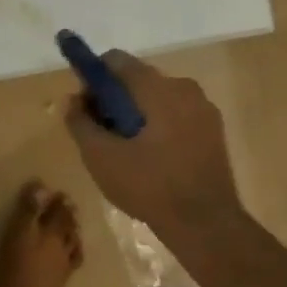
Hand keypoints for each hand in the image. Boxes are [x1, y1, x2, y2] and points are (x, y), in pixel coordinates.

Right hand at [62, 51, 242, 236]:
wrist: (206, 225)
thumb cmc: (150, 186)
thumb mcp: (101, 157)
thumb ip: (80, 122)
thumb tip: (72, 100)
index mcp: (156, 87)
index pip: (115, 61)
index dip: (93, 78)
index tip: (86, 107)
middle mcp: (183, 86)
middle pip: (137, 79)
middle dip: (114, 99)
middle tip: (102, 134)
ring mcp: (203, 108)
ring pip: (157, 98)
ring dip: (137, 114)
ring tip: (127, 152)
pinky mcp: (214, 130)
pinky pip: (177, 115)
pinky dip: (159, 126)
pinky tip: (152, 160)